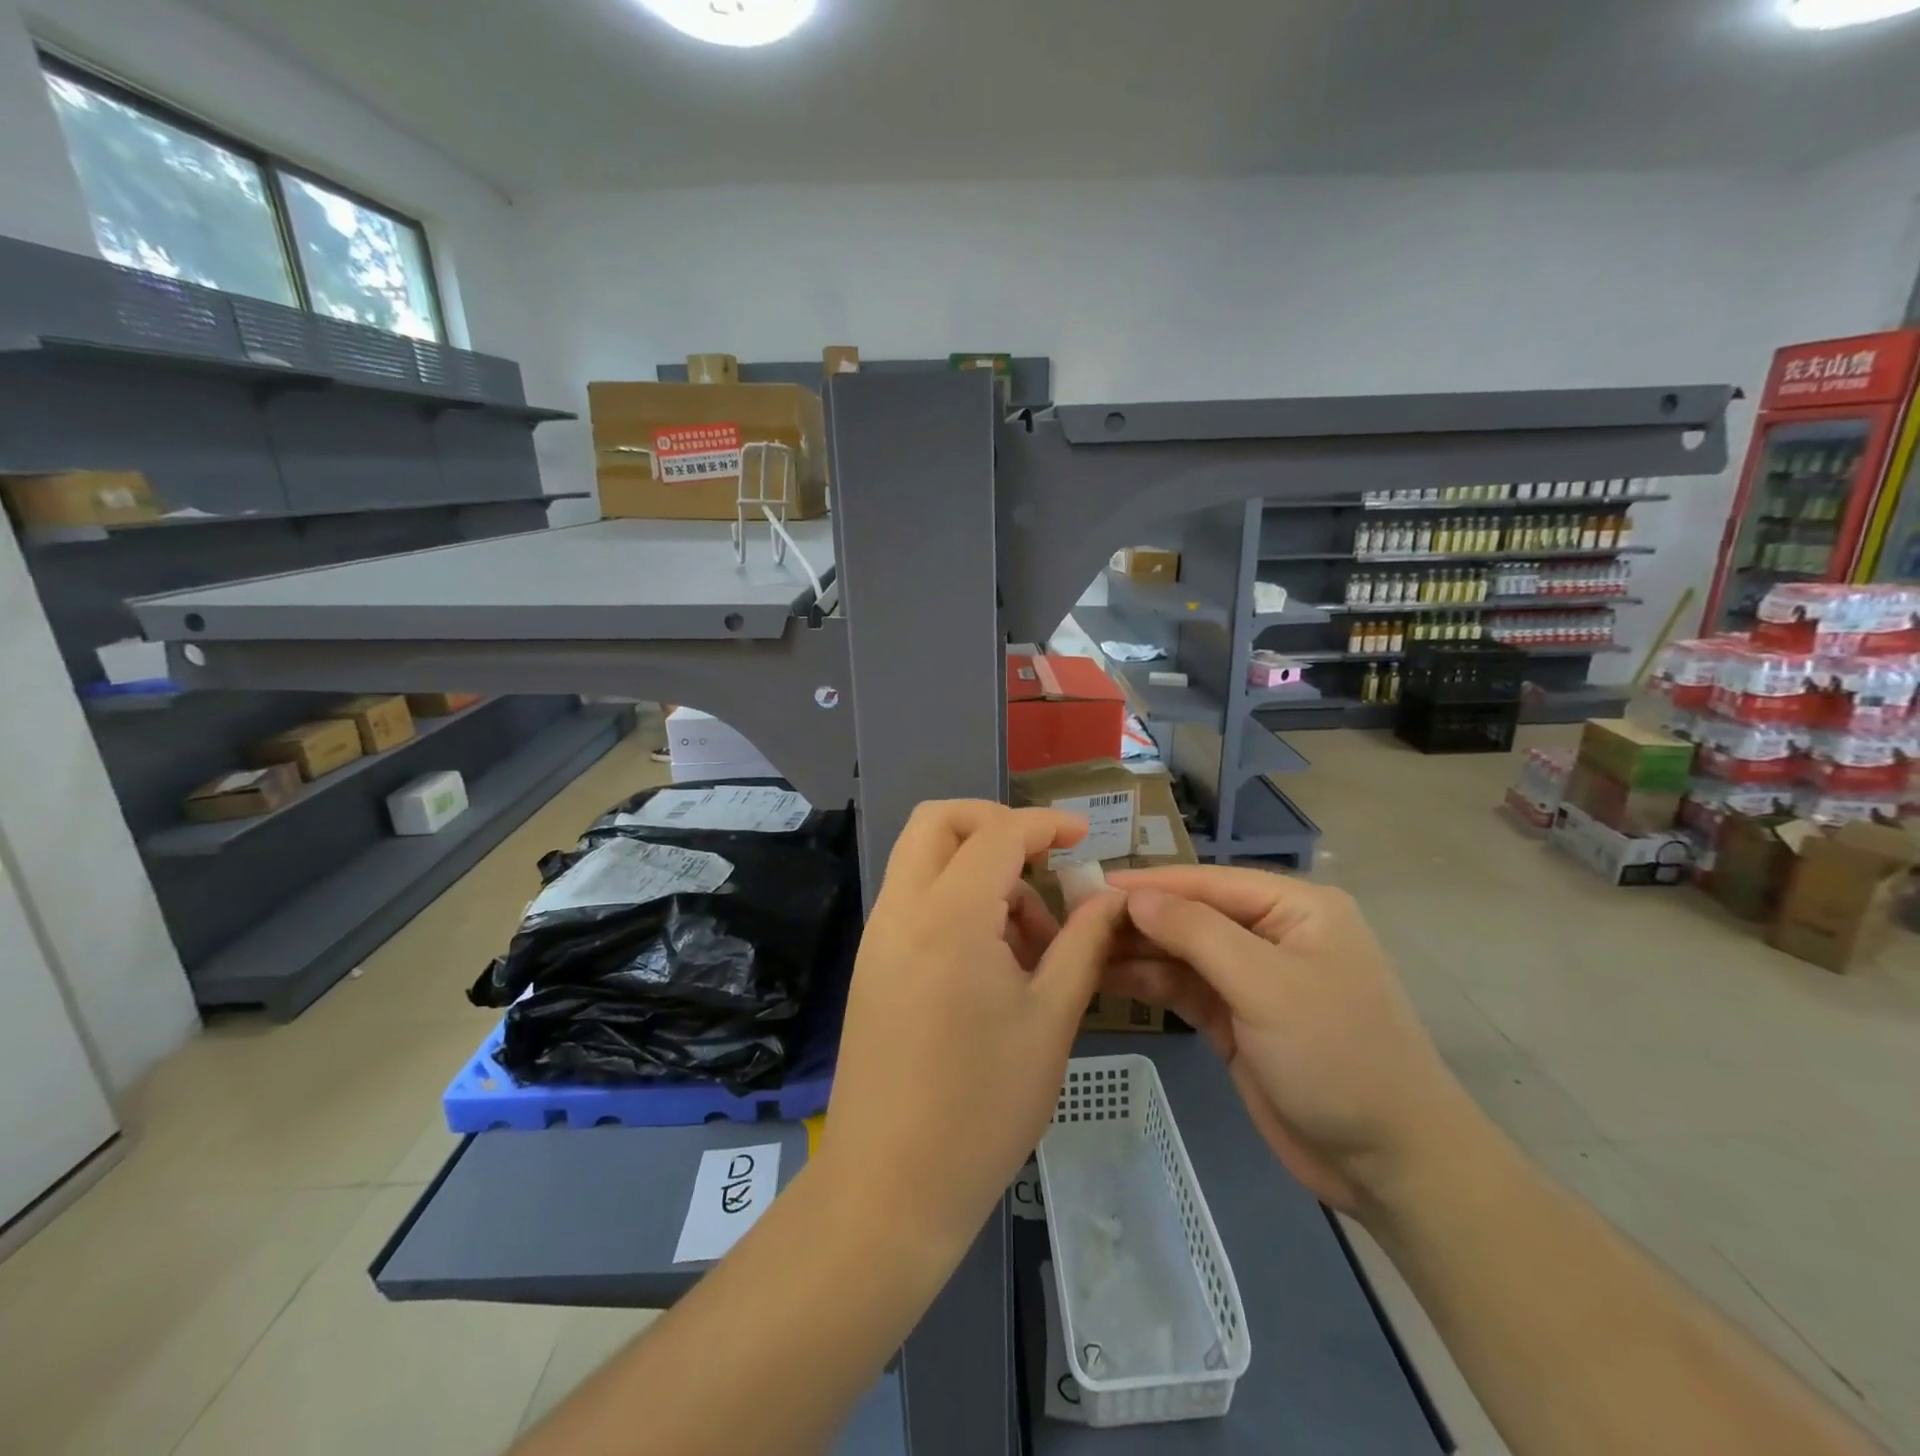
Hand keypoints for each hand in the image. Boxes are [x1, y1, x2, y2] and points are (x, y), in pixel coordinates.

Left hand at [817, 802, 1124, 1258]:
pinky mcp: (872, 964)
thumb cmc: (982, 1107)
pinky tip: (994, 959)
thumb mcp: (1051, 1021)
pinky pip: (914, 900)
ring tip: (1030, 937)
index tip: (1083, 836)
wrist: (889, 1187)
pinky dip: (954, 899)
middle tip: (1041, 861)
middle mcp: (902, 910)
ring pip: (922, 859)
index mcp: (948, 916)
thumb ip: (1083, 944)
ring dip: (976, 868)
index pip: (997, 833)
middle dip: (994, 823)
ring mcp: (878, 936)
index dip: (1044, 824)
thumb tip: (1110, 899)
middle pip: (938, 822)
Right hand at [1104, 866, 1482, 1216]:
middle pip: (1191, 915)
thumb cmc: (1337, 1056)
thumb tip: (1136, 897)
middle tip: (1073, 920)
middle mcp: (1272, 933)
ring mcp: (1253, 978)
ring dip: (1136, 950)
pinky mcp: (1238, 1019)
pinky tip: (1106, 977)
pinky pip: (1185, 988)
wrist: (1389, 1163)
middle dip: (1138, 918)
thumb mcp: (1266, 985)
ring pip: (1182, 952)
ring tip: (1078, 948)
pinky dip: (1149, 982)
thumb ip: (1197, 933)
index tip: (1090, 885)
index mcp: (1294, 908)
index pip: (1207, 883)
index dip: (1149, 884)